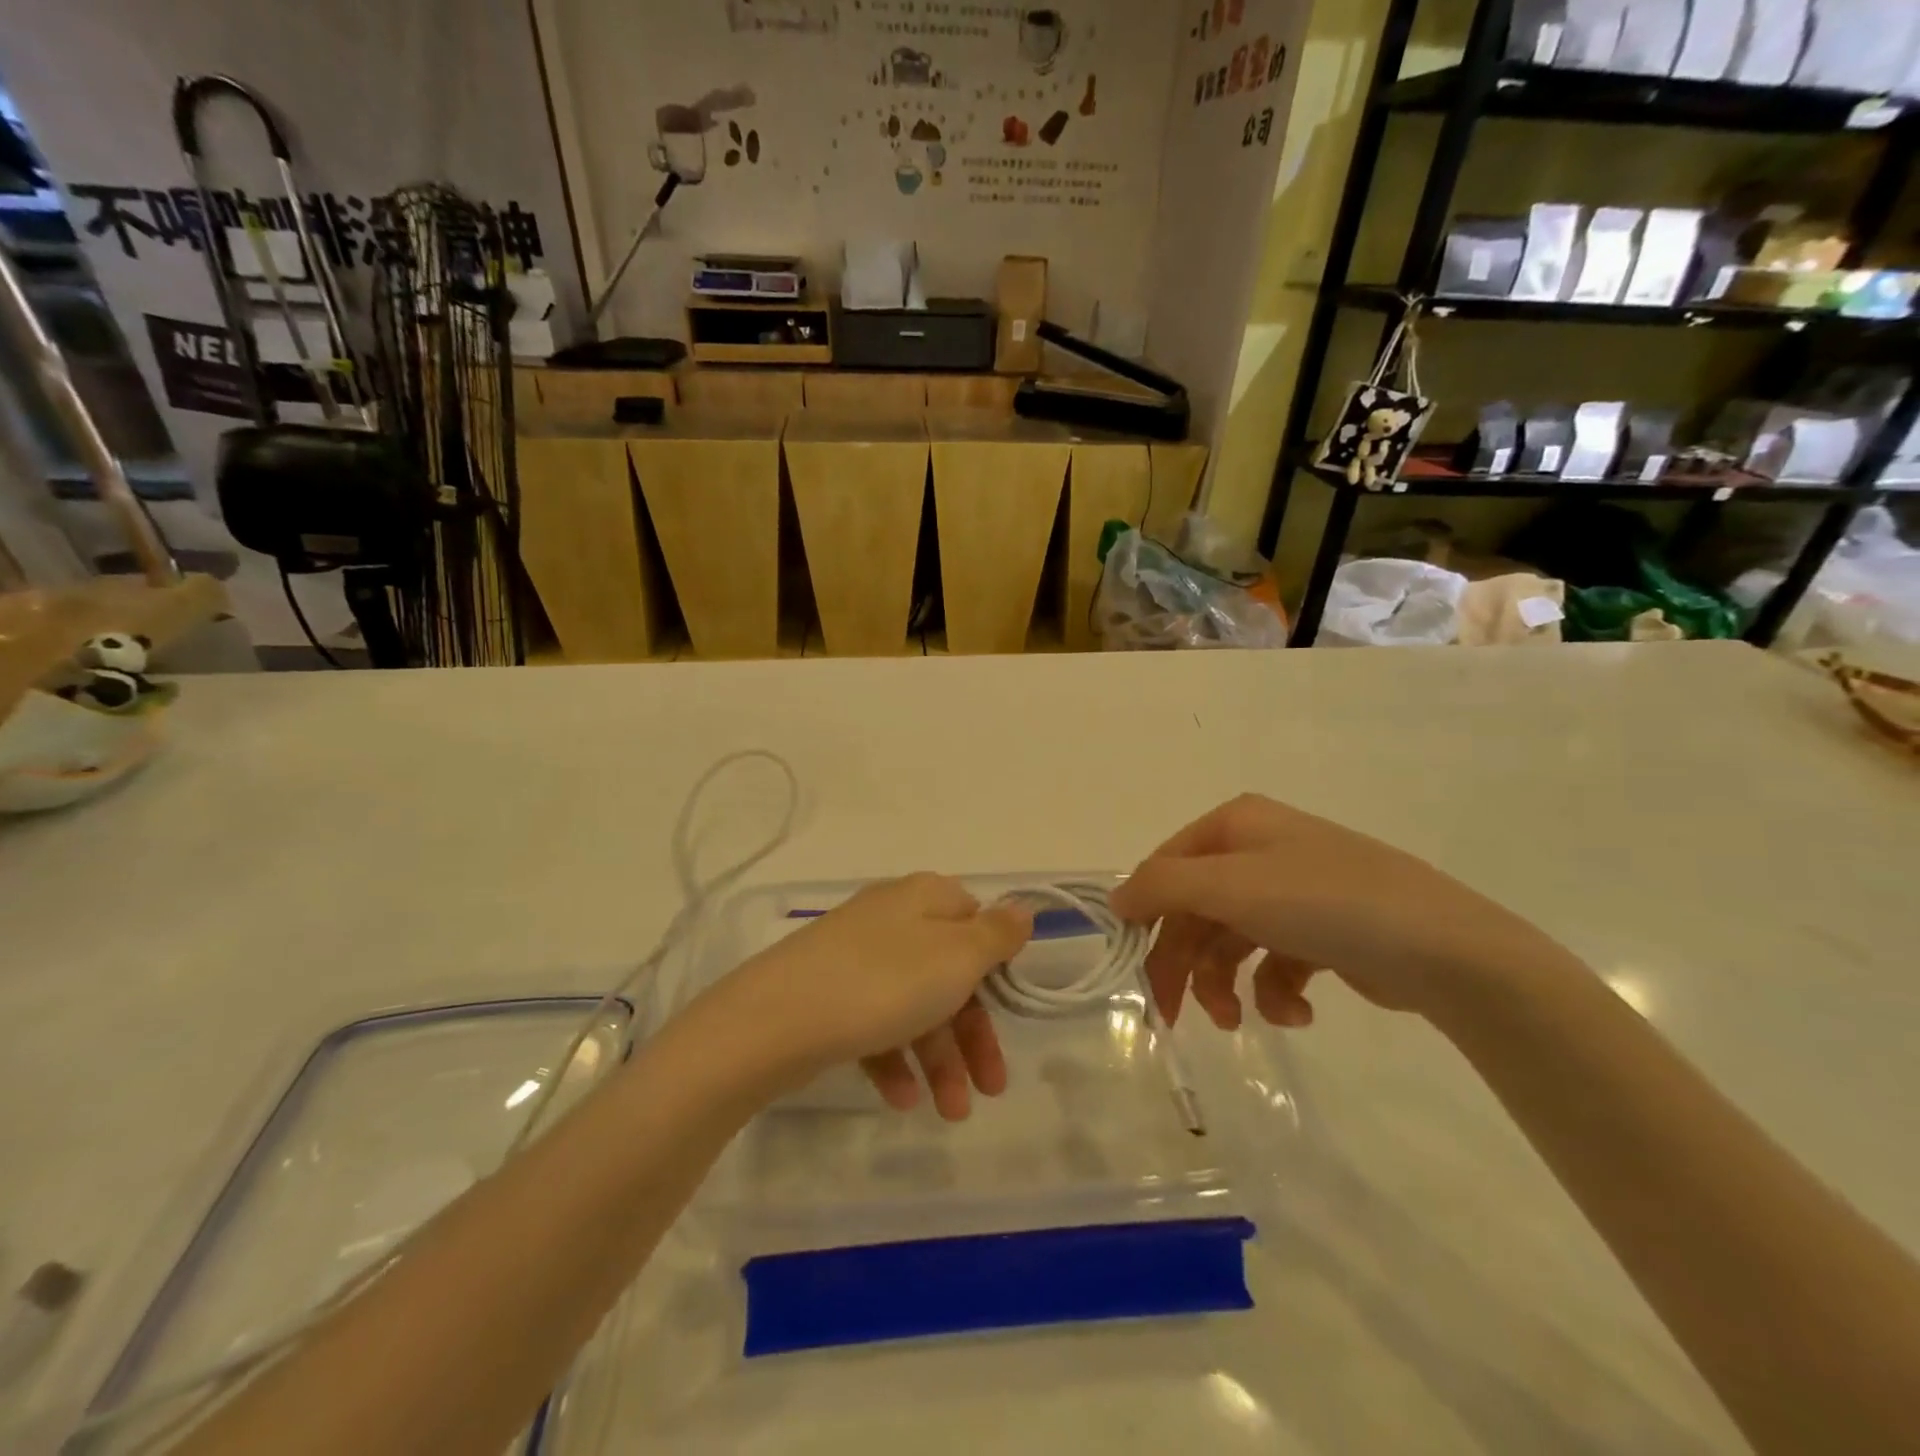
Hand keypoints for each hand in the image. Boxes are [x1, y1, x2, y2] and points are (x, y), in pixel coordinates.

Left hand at [714, 873, 1031, 1120]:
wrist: (775, 1020)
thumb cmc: (884, 983)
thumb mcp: (957, 956)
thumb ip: (996, 935)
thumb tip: (1022, 909)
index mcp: (925, 899)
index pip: (975, 920)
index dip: (996, 965)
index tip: (1008, 1007)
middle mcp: (892, 920)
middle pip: (949, 972)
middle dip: (973, 1034)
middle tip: (991, 1088)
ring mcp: (856, 958)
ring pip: (914, 1006)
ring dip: (939, 1060)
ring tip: (950, 1112)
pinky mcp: (829, 995)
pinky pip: (875, 1025)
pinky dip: (894, 1061)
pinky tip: (902, 1100)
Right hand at [1109, 795, 1564, 1030]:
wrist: (1447, 950)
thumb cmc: (1325, 903)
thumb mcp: (1231, 885)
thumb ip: (1161, 886)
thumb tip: (1116, 899)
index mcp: (1236, 825)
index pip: (1166, 868)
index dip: (1145, 917)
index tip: (1133, 969)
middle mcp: (1260, 850)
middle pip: (1196, 909)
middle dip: (1184, 963)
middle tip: (1172, 1016)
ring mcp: (1293, 891)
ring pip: (1231, 941)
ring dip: (1225, 985)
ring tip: (1239, 1021)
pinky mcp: (1323, 932)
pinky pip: (1275, 961)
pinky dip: (1274, 992)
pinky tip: (1297, 1012)